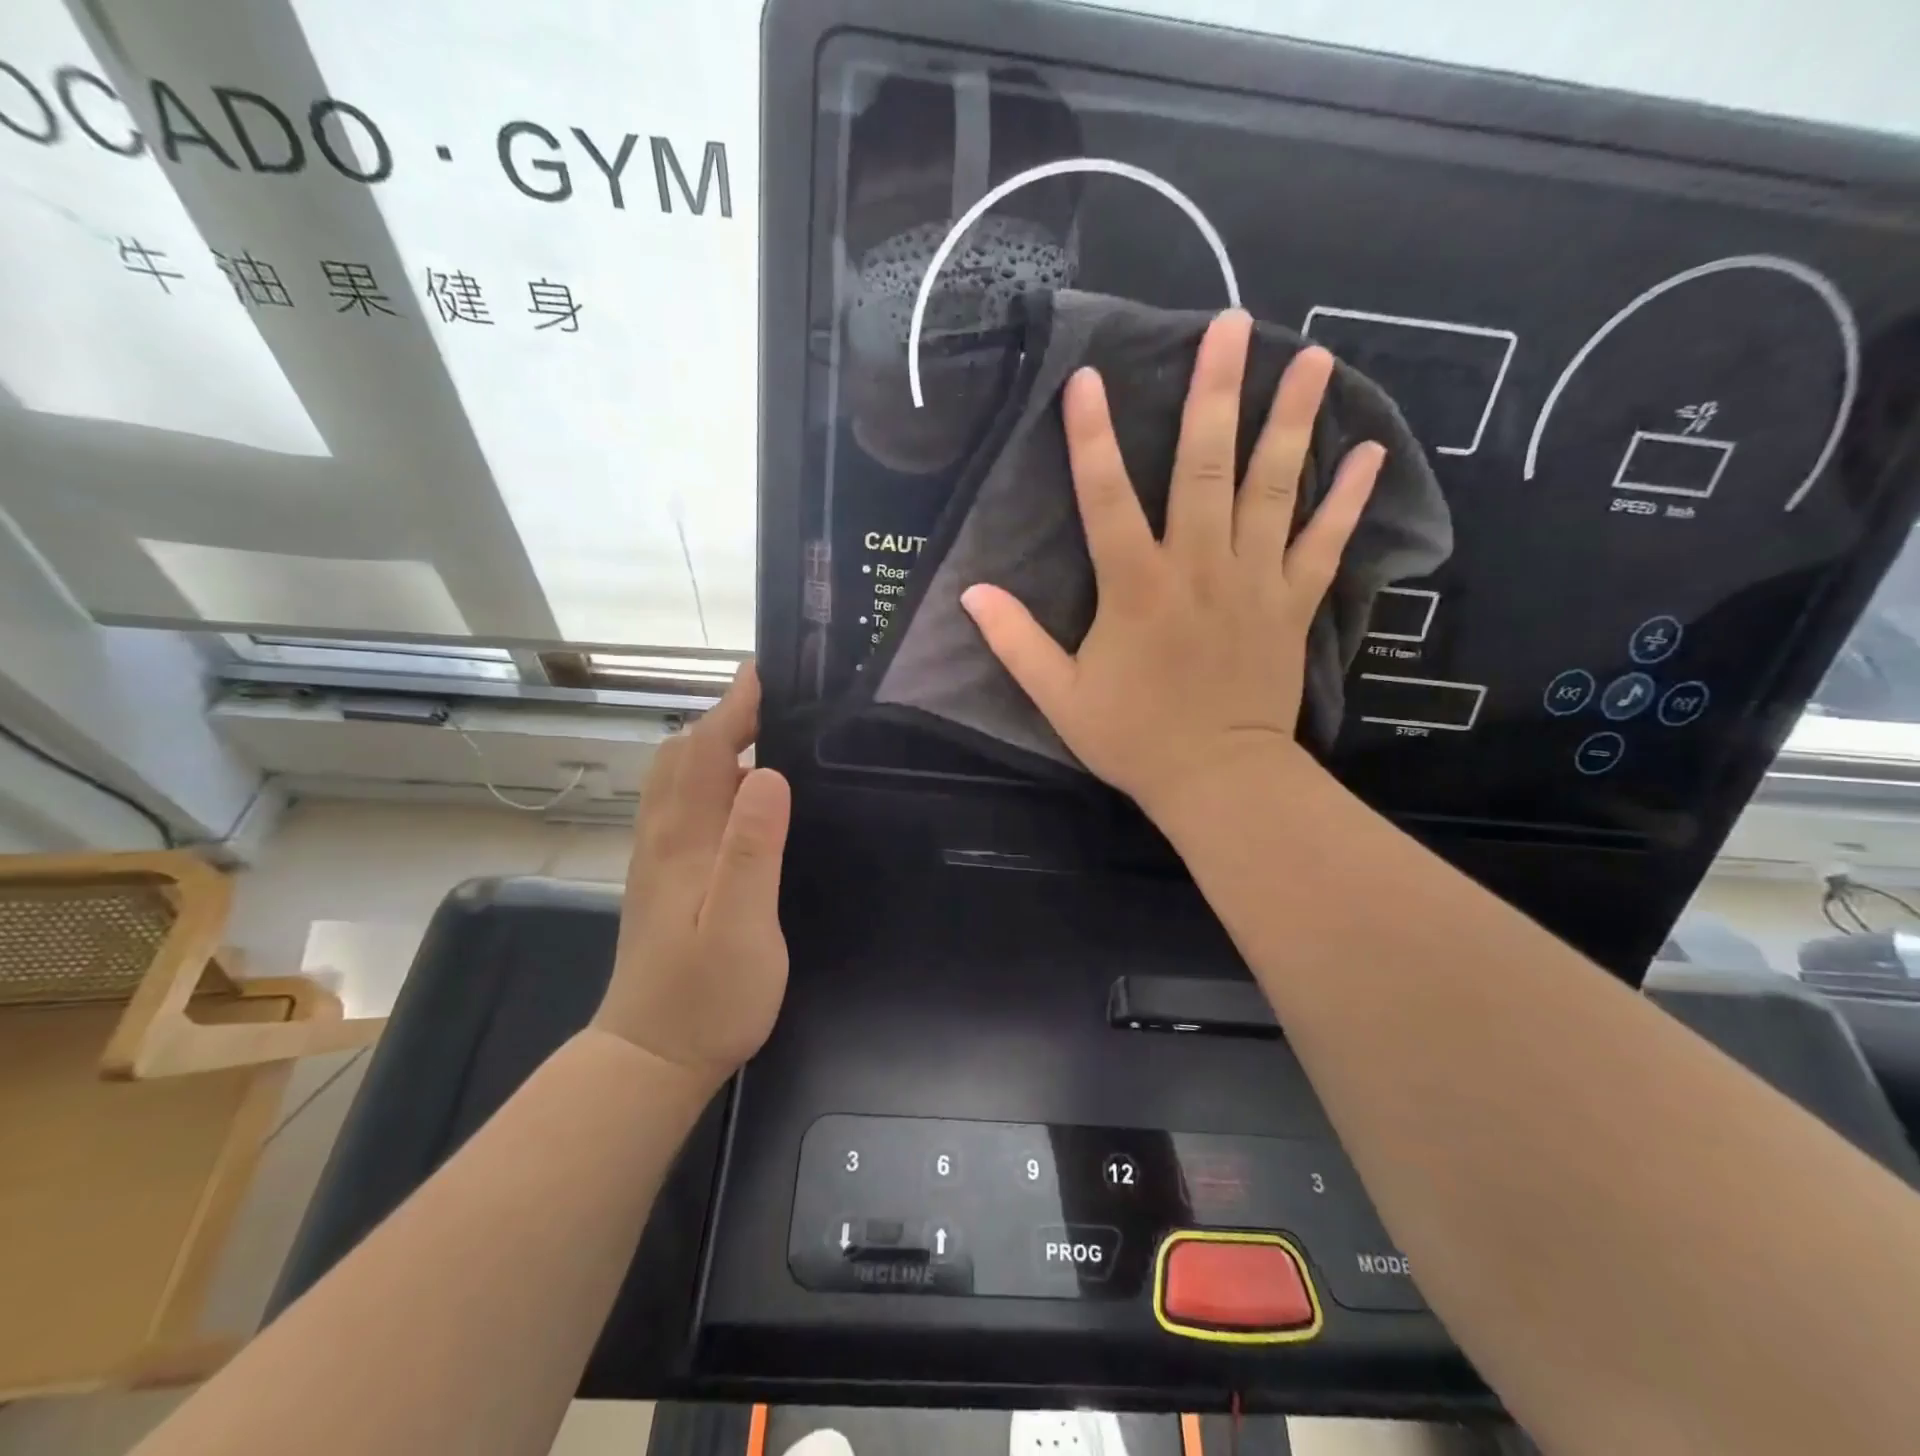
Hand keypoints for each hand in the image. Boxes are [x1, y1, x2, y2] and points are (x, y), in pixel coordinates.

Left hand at [594, 662, 792, 1086]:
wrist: (652, 1057)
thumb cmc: (707, 996)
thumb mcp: (742, 926)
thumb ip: (753, 850)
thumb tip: (767, 772)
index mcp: (683, 840)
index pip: (703, 752)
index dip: (733, 708)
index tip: (765, 673)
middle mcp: (662, 837)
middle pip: (680, 755)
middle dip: (723, 717)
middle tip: (774, 701)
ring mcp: (657, 857)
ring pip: (675, 778)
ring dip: (712, 743)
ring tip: (762, 733)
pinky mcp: (662, 877)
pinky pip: (679, 804)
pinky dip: (706, 776)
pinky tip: (737, 794)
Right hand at [960, 310, 1383, 821]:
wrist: (1217, 779)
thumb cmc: (1134, 738)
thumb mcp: (1059, 698)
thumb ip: (1016, 642)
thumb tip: (971, 592)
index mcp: (1136, 589)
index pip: (1107, 499)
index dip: (1092, 439)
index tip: (1088, 376)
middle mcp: (1198, 568)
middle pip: (1206, 468)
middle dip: (1214, 394)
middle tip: (1230, 325)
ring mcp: (1253, 582)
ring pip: (1273, 490)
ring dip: (1290, 422)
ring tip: (1311, 357)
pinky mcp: (1292, 603)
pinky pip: (1324, 543)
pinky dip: (1347, 499)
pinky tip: (1367, 451)